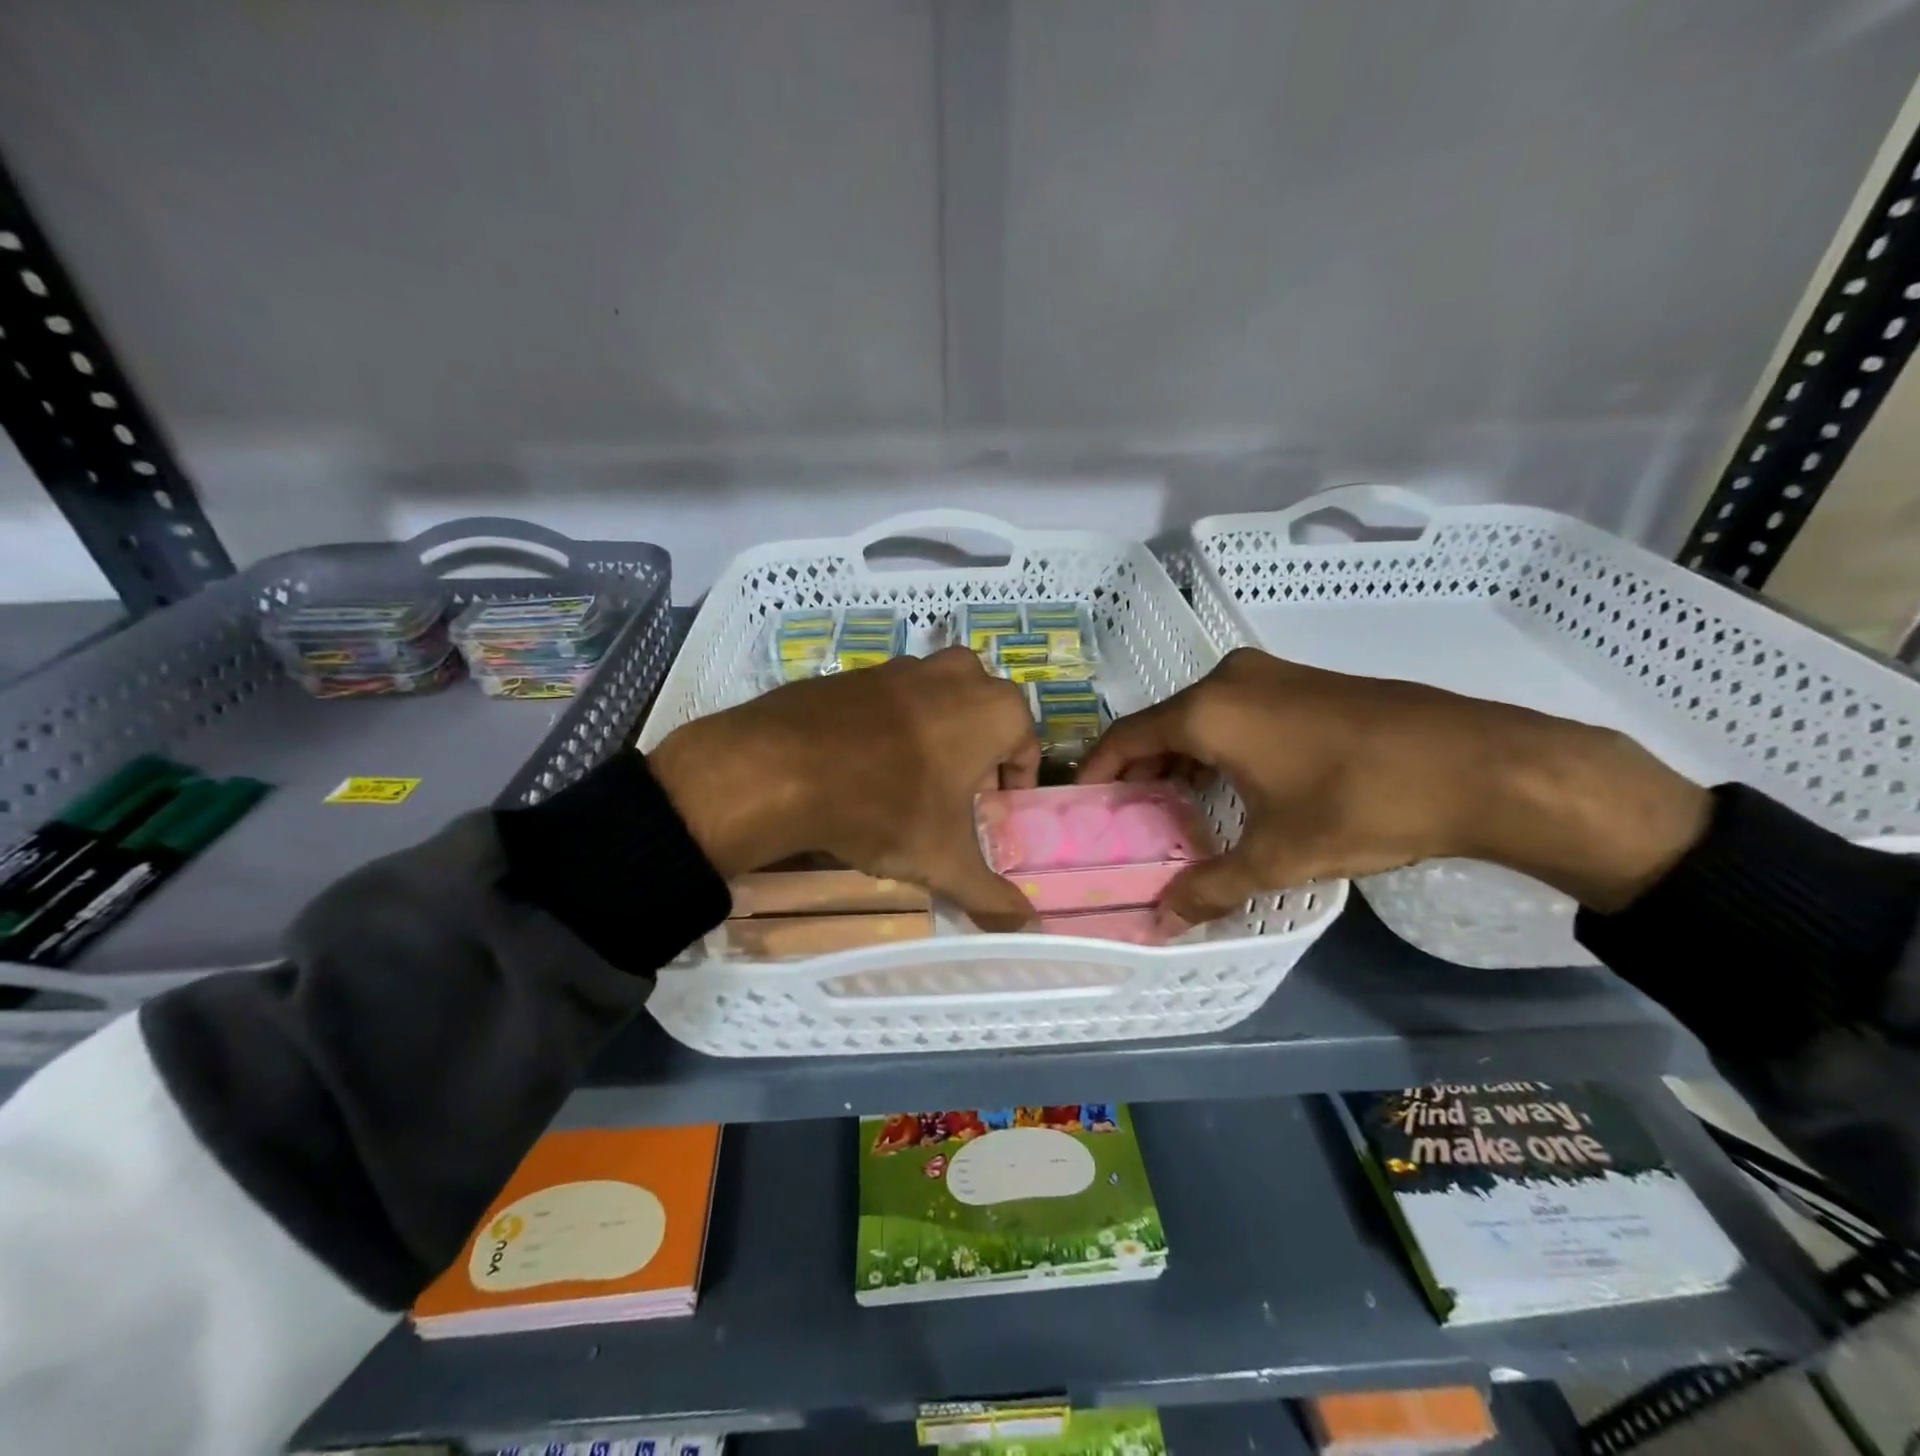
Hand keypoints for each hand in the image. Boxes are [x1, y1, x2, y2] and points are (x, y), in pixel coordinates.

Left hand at [648, 646, 1040, 929]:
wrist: (783, 767)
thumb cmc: (887, 808)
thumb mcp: (943, 861)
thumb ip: (991, 897)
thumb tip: (1028, 928)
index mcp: (995, 709)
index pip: (1025, 747)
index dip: (1012, 785)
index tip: (990, 814)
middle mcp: (957, 675)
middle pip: (983, 717)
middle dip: (977, 755)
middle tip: (954, 797)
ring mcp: (903, 666)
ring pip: (938, 702)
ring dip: (936, 737)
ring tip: (909, 784)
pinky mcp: (857, 671)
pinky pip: (891, 701)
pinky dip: (890, 727)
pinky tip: (865, 766)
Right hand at [1079, 648, 1710, 924]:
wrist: (1481, 764)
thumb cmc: (1362, 804)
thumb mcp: (1279, 855)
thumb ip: (1211, 886)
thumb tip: (1162, 923)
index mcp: (1209, 710)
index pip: (1126, 736)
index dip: (1098, 771)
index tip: (1082, 804)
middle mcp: (1230, 680)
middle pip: (1161, 724)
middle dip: (1140, 771)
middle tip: (1131, 819)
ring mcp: (1272, 675)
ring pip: (1201, 717)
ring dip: (1181, 759)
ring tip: (1176, 809)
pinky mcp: (1305, 683)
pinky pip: (1237, 712)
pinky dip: (1218, 746)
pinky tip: (1232, 785)